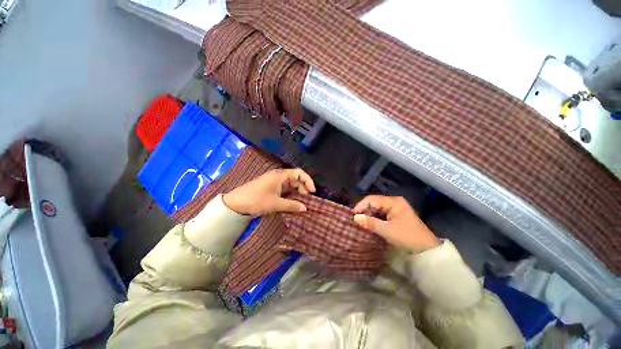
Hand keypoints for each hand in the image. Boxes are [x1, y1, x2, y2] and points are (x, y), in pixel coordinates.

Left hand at [223, 168, 315, 215]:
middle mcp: (278, 176)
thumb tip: (305, 208)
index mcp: (280, 175)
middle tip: (306, 200)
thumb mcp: (276, 204)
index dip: (308, 181)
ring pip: (290, 184)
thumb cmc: (257, 200)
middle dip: (303, 188)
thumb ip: (292, 205)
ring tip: (300, 202)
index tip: (312, 192)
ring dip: (296, 192)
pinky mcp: (271, 187)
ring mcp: (274, 181)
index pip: (299, 173)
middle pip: (295, 179)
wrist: (236, 203)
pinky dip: (290, 194)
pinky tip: (292, 201)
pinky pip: (284, 188)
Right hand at [353, 195, 438, 252]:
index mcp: (393, 201)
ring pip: (377, 209)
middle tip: (357, 222)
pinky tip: (371, 225)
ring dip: (370, 216)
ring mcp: (396, 208)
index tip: (353, 216)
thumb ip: (370, 222)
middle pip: (374, 203)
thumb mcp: (386, 230)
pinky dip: (376, 219)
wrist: (427, 250)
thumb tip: (355, 217)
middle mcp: (394, 202)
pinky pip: (382, 214)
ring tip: (362, 224)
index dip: (361, 206)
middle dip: (365, 211)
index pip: (371, 199)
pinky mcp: (396, 215)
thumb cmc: (407, 237)